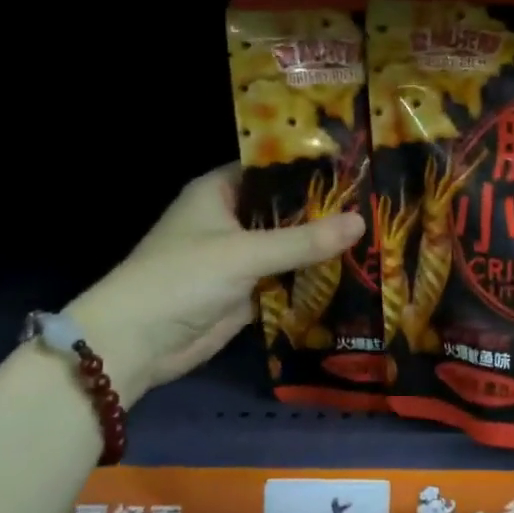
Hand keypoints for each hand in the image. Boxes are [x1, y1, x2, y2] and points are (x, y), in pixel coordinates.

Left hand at [71, 164, 364, 405]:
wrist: (136, 343)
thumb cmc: (182, 279)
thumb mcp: (245, 253)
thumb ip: (304, 240)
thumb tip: (361, 222)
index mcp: (220, 192)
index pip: (273, 170)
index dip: (312, 169)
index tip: (357, 169)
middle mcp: (231, 219)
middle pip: (287, 210)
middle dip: (326, 212)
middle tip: (378, 207)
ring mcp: (240, 257)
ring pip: (290, 247)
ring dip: (323, 248)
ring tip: (377, 238)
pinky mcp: (247, 292)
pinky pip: (287, 279)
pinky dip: (313, 280)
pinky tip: (354, 275)